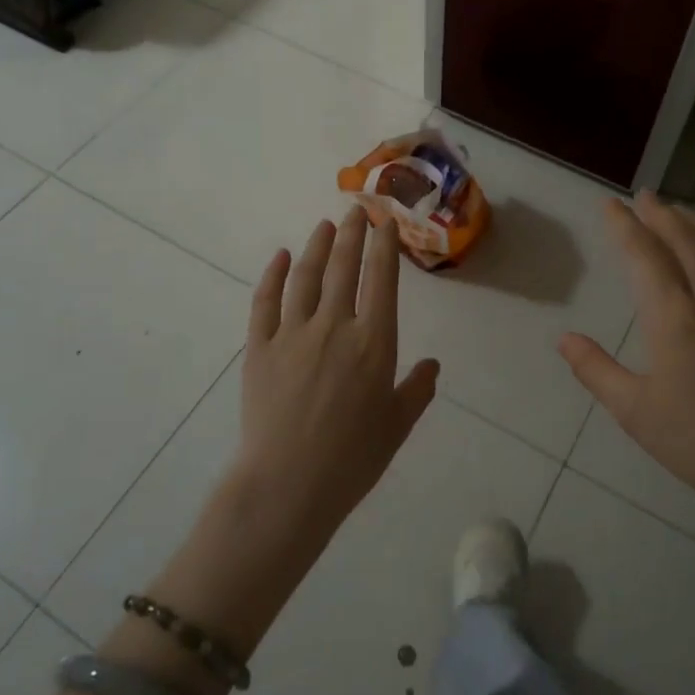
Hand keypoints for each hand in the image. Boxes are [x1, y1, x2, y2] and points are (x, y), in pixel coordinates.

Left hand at [232, 207, 440, 545]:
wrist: (288, 484)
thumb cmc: (353, 459)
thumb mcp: (397, 425)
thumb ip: (417, 390)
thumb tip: (434, 365)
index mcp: (373, 342)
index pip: (381, 279)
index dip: (383, 246)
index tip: (385, 223)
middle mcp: (334, 325)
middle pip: (343, 267)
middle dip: (352, 234)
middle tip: (356, 210)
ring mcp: (292, 333)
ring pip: (306, 276)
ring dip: (317, 246)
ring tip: (325, 225)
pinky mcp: (259, 347)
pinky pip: (266, 301)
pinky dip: (274, 275)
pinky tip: (281, 257)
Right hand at [559, 193, 694, 560]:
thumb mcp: (635, 412)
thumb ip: (596, 370)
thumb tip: (563, 339)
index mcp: (675, 318)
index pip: (645, 255)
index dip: (624, 225)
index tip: (610, 204)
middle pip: (685, 241)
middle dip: (660, 214)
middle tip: (644, 196)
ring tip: (678, 213)